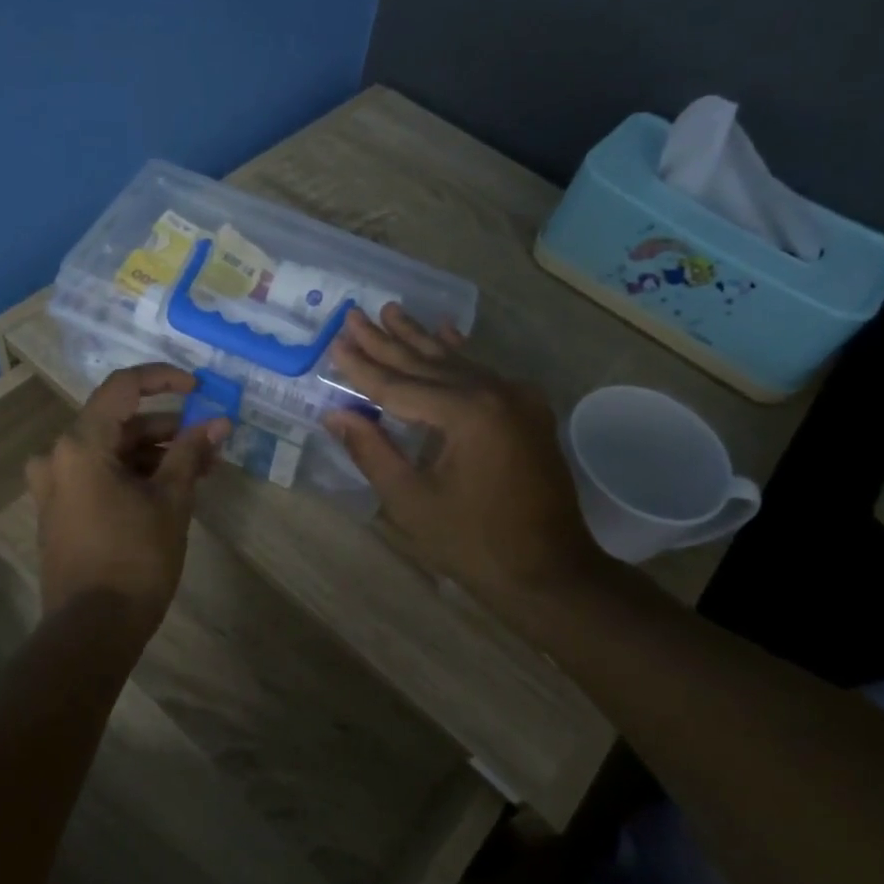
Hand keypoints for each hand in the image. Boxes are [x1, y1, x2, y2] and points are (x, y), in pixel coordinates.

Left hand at [25, 364, 228, 641]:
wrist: (92, 630)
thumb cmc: (135, 559)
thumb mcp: (171, 501)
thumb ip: (191, 453)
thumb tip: (218, 423)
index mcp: (80, 444)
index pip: (123, 387)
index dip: (164, 379)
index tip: (199, 388)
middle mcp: (58, 456)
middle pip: (118, 422)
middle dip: (167, 428)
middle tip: (209, 441)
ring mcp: (54, 486)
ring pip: (110, 452)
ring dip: (153, 454)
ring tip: (199, 470)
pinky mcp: (59, 511)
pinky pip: (98, 476)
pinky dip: (132, 475)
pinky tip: (168, 490)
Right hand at [323, 306, 595, 597]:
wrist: (550, 572)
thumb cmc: (473, 543)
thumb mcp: (411, 500)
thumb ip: (371, 450)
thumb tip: (335, 413)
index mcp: (467, 413)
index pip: (399, 386)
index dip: (362, 368)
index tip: (334, 343)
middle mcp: (496, 392)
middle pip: (427, 364)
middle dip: (387, 342)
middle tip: (353, 315)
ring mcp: (517, 398)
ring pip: (456, 363)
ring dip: (419, 340)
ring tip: (391, 311)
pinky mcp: (527, 411)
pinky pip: (483, 374)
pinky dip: (460, 355)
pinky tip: (446, 331)